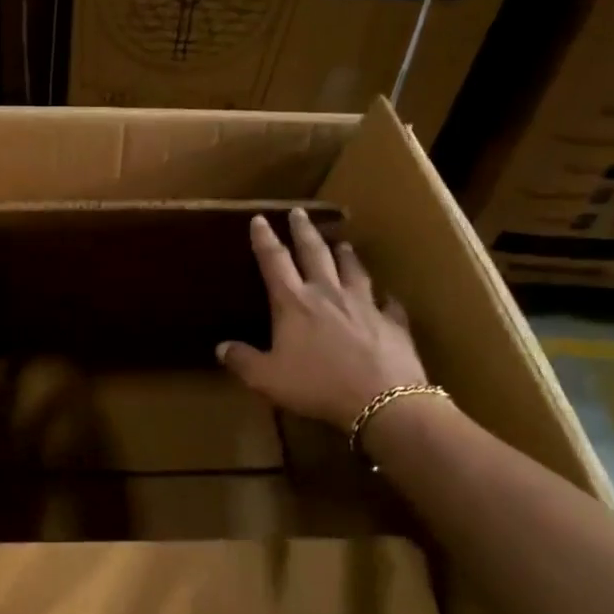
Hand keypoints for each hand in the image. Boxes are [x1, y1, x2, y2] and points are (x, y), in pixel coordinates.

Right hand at [217, 209, 426, 429]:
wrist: (382, 400)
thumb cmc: (317, 385)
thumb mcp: (268, 379)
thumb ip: (243, 361)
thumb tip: (221, 347)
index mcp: (294, 303)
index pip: (274, 261)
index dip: (264, 239)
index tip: (260, 219)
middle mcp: (328, 293)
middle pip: (314, 253)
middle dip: (304, 231)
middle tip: (300, 212)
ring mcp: (364, 305)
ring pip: (353, 270)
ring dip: (345, 255)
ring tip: (342, 243)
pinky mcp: (392, 323)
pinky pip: (388, 304)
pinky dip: (385, 298)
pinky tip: (387, 296)